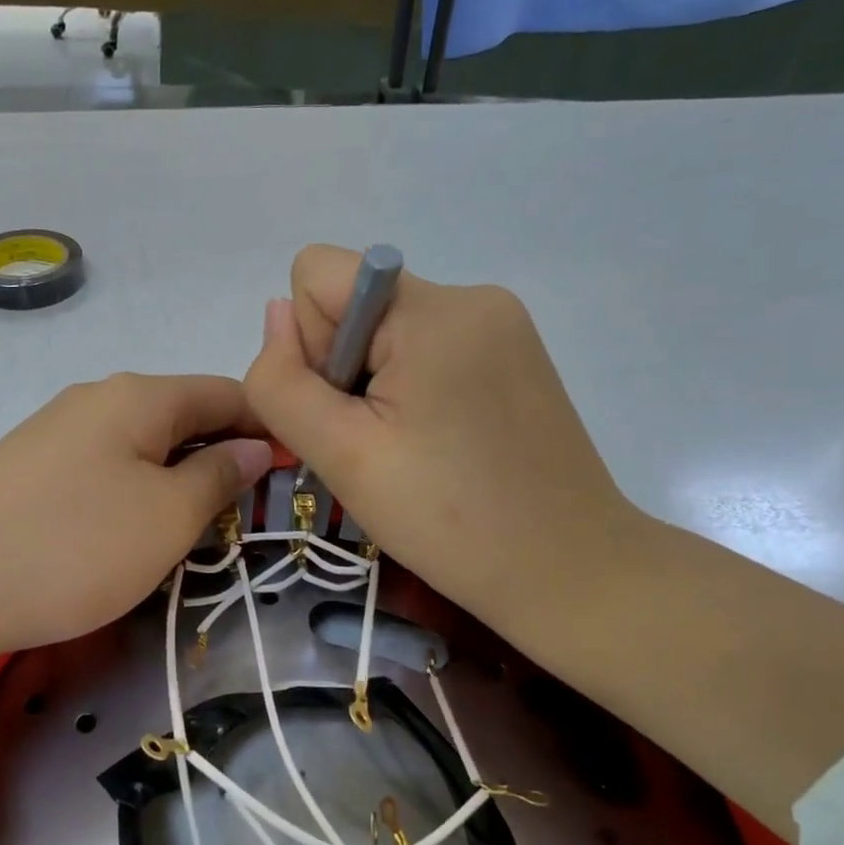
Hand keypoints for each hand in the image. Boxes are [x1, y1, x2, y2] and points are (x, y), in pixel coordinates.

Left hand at [0, 374, 272, 658]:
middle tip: (247, 509)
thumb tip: (253, 444)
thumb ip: (219, 474)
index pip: (225, 391)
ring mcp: (53, 430)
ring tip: (192, 525)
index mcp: (138, 395)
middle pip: (181, 413)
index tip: (295, 466)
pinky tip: (126, 529)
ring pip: (140, 443)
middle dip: (222, 453)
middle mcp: (95, 397)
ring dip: (176, 474)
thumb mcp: (167, 516)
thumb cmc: (74, 548)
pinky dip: (132, 489)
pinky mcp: (25, 467)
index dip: (267, 424)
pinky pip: (101, 466)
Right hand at [244, 245, 647, 644]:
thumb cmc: (449, 518)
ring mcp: (501, 324)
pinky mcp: (514, 355)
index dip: (309, 342)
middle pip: (354, 304)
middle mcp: (472, 296)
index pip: (319, 272)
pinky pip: (427, 349)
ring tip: (409, 451)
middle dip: (343, 370)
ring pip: (386, 331)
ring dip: (375, 386)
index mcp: (432, 310)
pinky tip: (437, 444)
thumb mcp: (342, 454)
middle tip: (377, 445)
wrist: (568, 572)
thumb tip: (276, 314)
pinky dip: (410, 391)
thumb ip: (284, 382)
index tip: (348, 408)